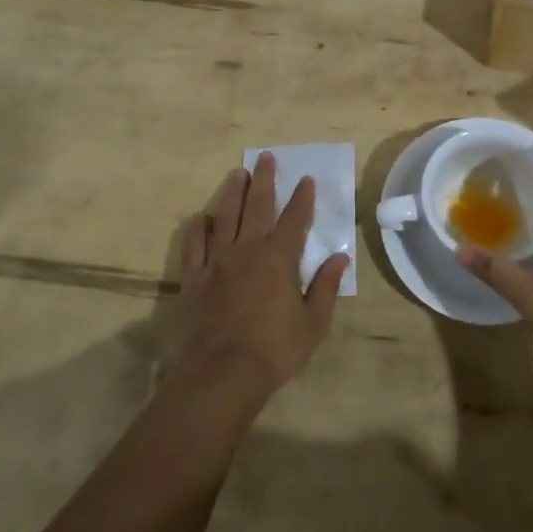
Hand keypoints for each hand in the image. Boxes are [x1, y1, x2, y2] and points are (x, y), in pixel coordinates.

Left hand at [165, 154, 349, 404]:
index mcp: (279, 259)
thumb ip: (326, 287)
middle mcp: (247, 250)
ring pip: (224, 217)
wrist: (221, 374)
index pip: (295, 219)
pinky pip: (194, 244)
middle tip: (266, 157)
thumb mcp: (313, 323)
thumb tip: (340, 258)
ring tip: (237, 173)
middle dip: (264, 180)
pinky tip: (202, 217)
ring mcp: (216, 262)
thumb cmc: (275, 350)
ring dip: (232, 193)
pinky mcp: (193, 278)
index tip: (306, 179)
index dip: (302, 198)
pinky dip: (199, 227)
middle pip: (257, 206)